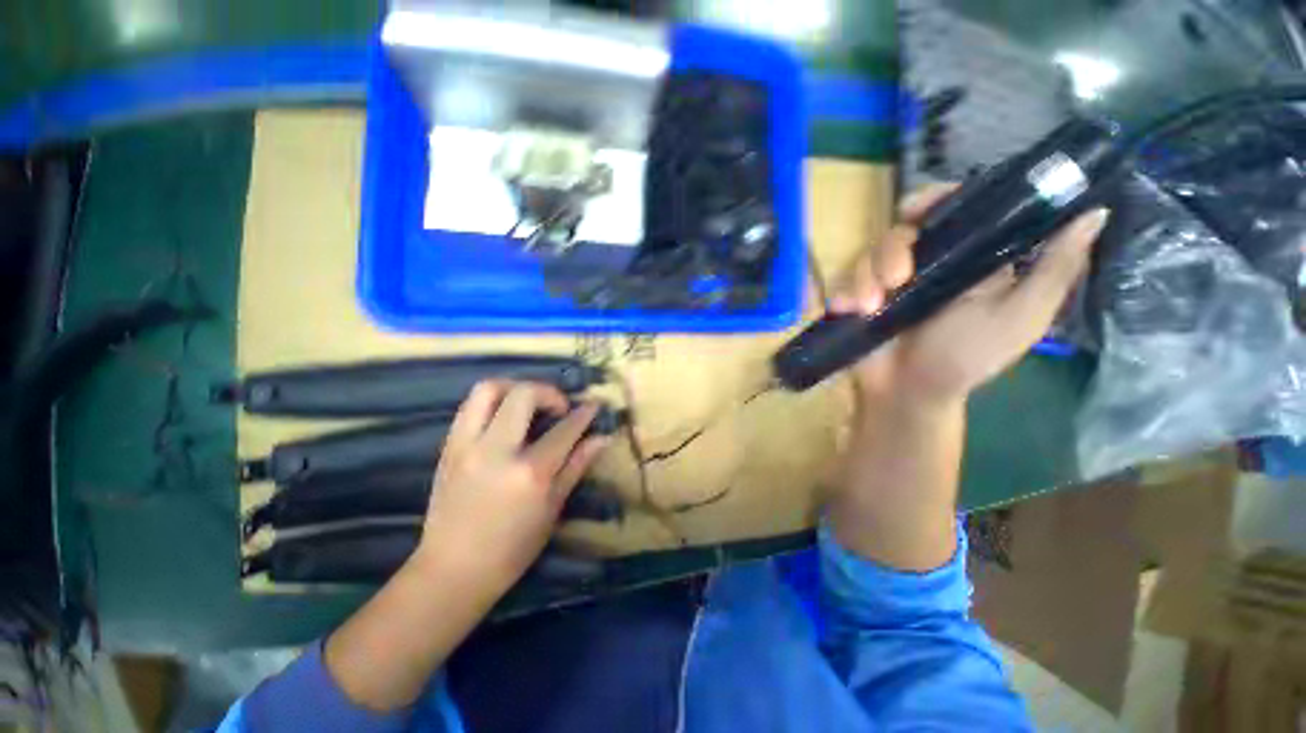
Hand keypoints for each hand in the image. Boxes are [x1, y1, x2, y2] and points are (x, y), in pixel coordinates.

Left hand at [414, 380, 610, 595]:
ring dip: (515, 387)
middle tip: (559, 407)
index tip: (593, 405)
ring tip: (529, 403)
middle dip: (549, 392)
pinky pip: (470, 407)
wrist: (452, 571)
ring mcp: (466, 446)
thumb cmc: (512, 548)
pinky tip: (505, 419)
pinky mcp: (448, 448)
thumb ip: (577, 466)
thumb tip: (602, 438)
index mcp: (529, 472)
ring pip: (488, 389)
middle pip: (523, 394)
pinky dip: (494, 402)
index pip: (564, 429)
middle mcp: (496, 451)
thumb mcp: (553, 508)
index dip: (583, 413)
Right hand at [830, 184, 1108, 407]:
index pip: (956, 210)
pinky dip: (844, 292)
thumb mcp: (1021, 316)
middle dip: (893, 249)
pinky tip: (848, 310)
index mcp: (971, 258)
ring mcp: (889, 280)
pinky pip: (845, 279)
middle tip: (896, 279)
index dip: (938, 199)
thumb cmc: (966, 357)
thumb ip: (1054, 269)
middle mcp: (928, 262)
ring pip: (870, 252)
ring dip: (867, 277)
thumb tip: (1094, 212)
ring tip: (869, 307)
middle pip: (904, 228)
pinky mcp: (859, 296)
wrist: (908, 392)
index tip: (920, 208)